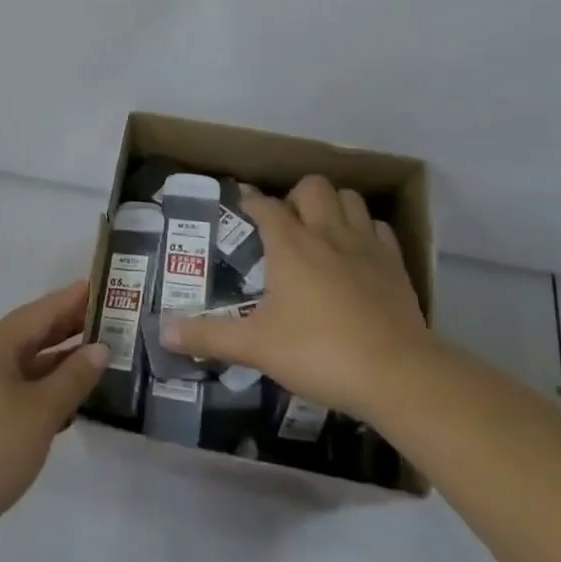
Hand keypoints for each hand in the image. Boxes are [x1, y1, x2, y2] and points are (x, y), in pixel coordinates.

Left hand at [0, 281, 109, 546]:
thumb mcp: (40, 413)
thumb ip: (73, 378)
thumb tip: (100, 348)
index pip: (43, 311)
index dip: (74, 299)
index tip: (105, 287)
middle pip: (32, 334)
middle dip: (69, 328)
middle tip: (110, 322)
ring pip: (24, 364)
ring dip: (58, 362)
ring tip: (96, 360)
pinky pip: (13, 388)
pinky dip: (41, 389)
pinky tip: (65, 404)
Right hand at [162, 177, 427, 423]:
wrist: (397, 374)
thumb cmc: (319, 352)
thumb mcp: (256, 347)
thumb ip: (208, 337)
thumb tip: (163, 332)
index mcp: (290, 245)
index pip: (266, 206)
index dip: (251, 202)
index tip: (243, 207)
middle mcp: (327, 233)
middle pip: (312, 187)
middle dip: (296, 196)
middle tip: (286, 223)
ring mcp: (366, 246)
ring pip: (350, 199)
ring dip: (333, 205)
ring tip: (321, 229)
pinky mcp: (395, 265)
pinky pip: (379, 229)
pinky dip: (365, 230)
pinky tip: (357, 253)